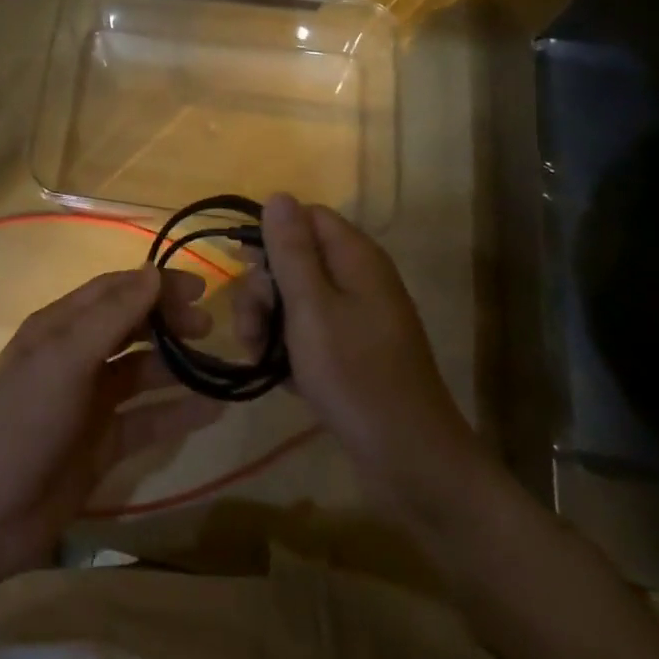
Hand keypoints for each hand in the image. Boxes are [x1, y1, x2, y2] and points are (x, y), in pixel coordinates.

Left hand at [0, 267, 223, 580]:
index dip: (154, 284)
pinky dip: (177, 413)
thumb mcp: (65, 359)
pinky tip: (211, 410)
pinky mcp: (103, 444)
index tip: (199, 288)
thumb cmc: (22, 419)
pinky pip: (147, 419)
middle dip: (168, 321)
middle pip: (130, 326)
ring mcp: (90, 401)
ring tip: (218, 366)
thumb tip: (153, 272)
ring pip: (141, 372)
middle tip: (209, 327)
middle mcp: (76, 356)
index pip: (114, 290)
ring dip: (176, 365)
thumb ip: (111, 316)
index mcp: (60, 326)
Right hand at [239, 194, 482, 495]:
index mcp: (355, 257)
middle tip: (252, 329)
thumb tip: (278, 195)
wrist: (411, 463)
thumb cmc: (357, 377)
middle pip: (294, 258)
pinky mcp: (351, 350)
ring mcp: (356, 316)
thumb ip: (291, 251)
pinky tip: (278, 374)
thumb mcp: (312, 309)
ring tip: (258, 357)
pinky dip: (287, 347)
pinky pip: (307, 330)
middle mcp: (357, 278)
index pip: (304, 217)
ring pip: (295, 297)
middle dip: (263, 289)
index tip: (247, 270)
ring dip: (268, 321)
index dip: (271, 237)